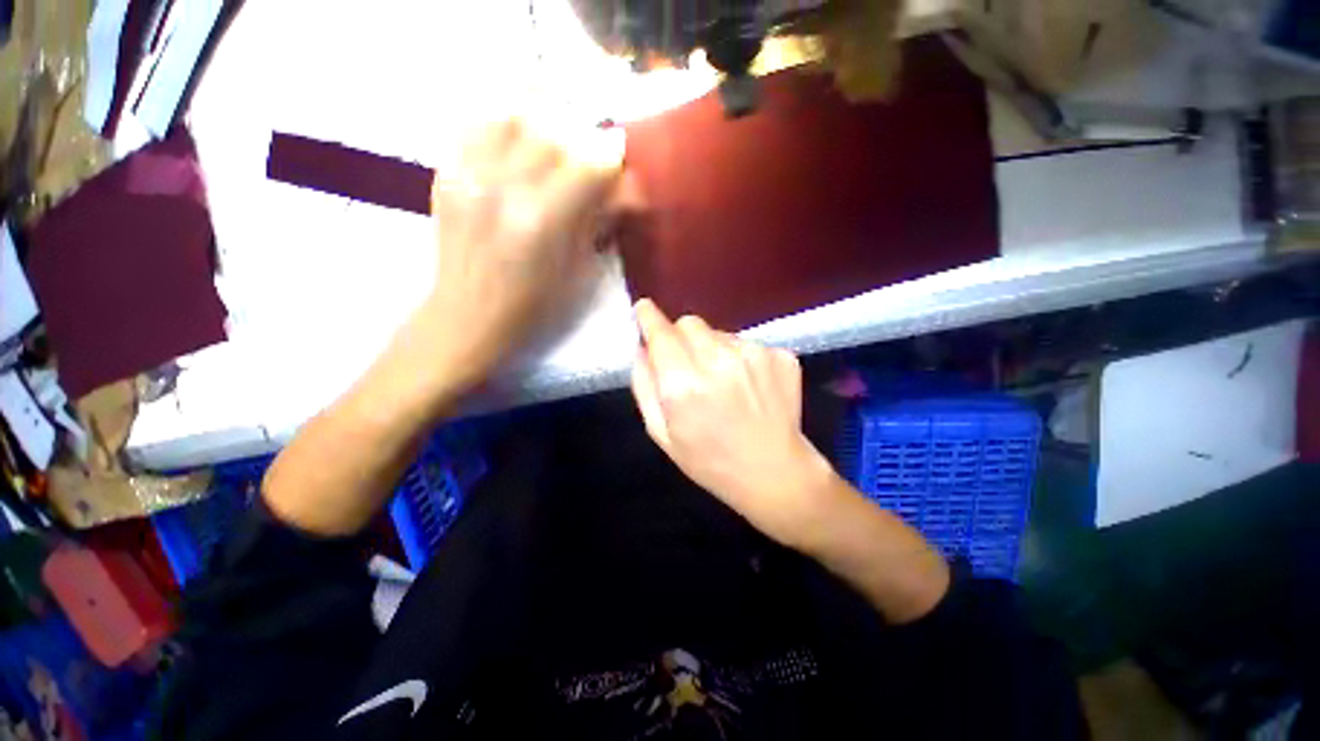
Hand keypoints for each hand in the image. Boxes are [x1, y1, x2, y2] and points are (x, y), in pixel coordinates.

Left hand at [423, 118, 623, 391]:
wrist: (467, 316)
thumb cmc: (534, 307)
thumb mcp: (580, 273)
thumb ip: (601, 223)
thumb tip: (626, 191)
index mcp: (542, 219)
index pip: (588, 164)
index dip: (612, 160)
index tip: (620, 166)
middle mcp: (503, 186)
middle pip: (553, 129)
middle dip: (582, 138)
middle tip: (590, 157)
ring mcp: (469, 174)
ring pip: (512, 114)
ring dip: (543, 121)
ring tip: (555, 140)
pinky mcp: (447, 173)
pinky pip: (477, 124)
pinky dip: (505, 123)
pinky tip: (519, 141)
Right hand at [631, 299, 841, 546]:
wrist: (774, 472)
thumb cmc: (710, 460)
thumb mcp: (661, 433)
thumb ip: (644, 385)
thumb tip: (642, 348)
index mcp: (683, 384)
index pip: (660, 332)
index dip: (648, 317)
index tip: (644, 309)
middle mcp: (718, 360)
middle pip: (690, 323)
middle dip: (681, 337)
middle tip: (688, 364)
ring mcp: (755, 354)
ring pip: (719, 333)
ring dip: (713, 349)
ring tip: (723, 383)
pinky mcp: (780, 355)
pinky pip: (747, 343)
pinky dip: (740, 358)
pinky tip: (748, 386)